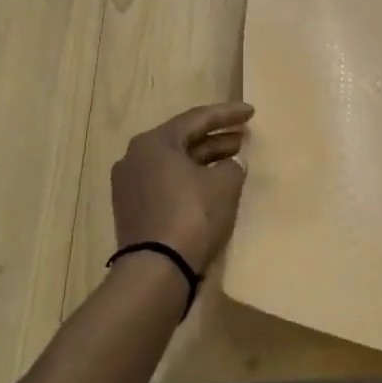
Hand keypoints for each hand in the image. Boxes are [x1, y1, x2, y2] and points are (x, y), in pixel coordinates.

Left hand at [111, 102, 253, 272]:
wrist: (158, 270)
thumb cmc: (192, 216)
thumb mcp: (225, 184)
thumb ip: (233, 166)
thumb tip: (230, 166)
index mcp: (154, 143)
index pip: (197, 119)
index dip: (227, 114)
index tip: (251, 112)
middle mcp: (135, 158)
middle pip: (183, 140)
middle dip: (216, 138)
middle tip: (244, 136)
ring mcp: (130, 186)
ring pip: (174, 163)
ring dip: (204, 160)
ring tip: (234, 159)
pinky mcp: (134, 210)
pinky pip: (167, 184)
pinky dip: (190, 179)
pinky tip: (212, 184)